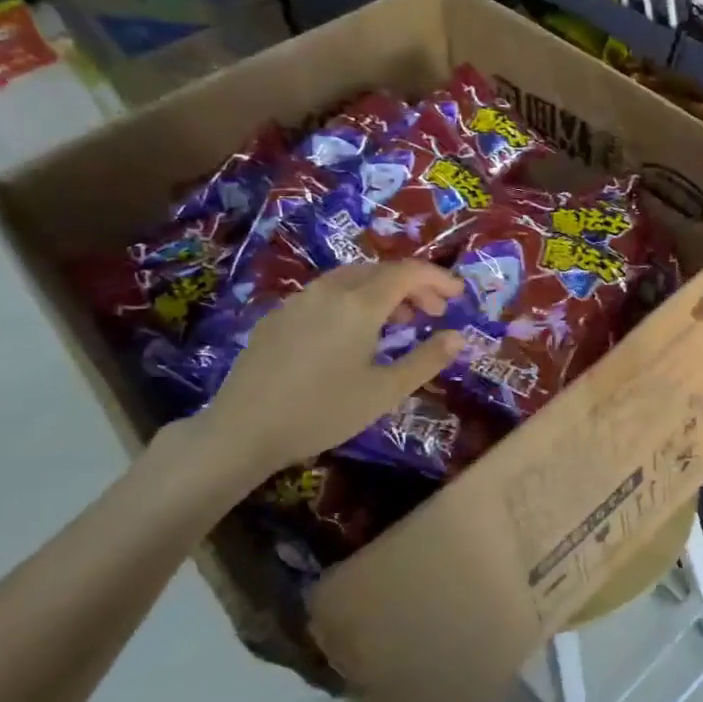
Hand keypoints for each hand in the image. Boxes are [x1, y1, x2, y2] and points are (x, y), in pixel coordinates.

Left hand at [196, 262, 467, 485]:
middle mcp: (329, 291)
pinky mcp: (277, 316)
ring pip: (351, 279)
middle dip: (413, 285)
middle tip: (434, 312)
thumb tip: (459, 337)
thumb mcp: (384, 392)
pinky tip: (352, 333)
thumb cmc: (323, 412)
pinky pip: (326, 293)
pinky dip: (353, 300)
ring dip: (383, 291)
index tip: (458, 295)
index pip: (408, 273)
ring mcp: (299, 300)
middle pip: (380, 271)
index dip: (437, 278)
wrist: (243, 430)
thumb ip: (426, 360)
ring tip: (398, 322)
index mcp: (360, 304)